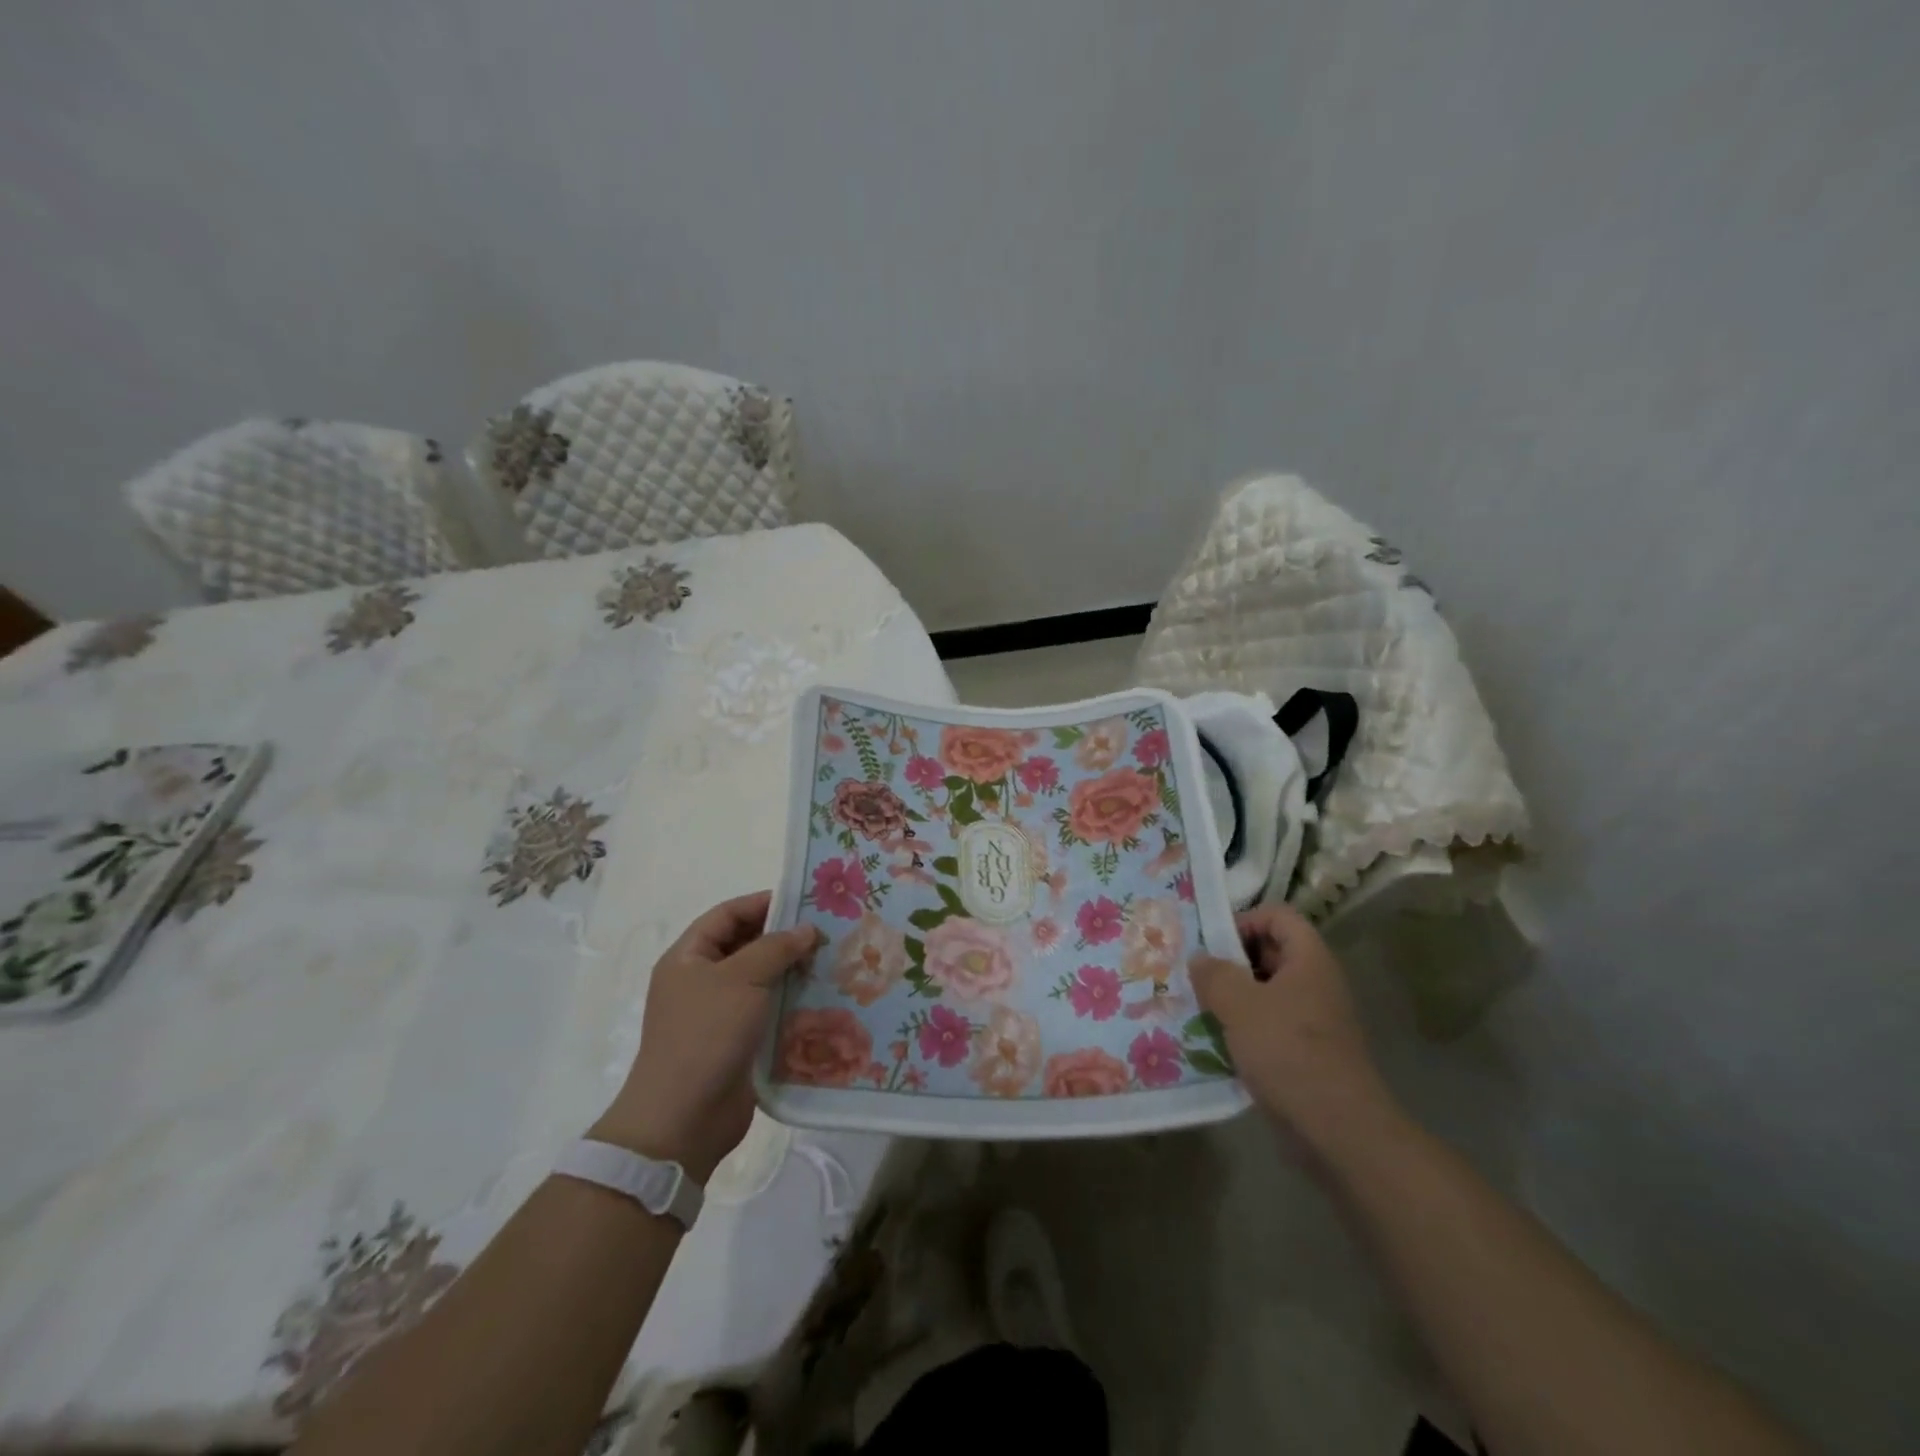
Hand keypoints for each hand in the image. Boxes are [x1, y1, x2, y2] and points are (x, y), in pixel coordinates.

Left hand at [592, 892, 820, 1185]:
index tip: (804, 900)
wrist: (683, 1118)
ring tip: (832, 960)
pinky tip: (822, 997)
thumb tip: (808, 929)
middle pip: (745, 945)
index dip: (762, 903)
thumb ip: (776, 948)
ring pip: (760, 979)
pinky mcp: (737, 1042)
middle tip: (826, 929)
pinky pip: (767, 1010)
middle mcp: (701, 981)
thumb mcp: (742, 979)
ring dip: (792, 970)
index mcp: (688, 957)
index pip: (727, 915)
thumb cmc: (706, 1034)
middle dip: (783, 937)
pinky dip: (791, 1002)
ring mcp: (718, 1013)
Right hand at [1189, 902, 1403, 1164]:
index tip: (1211, 943)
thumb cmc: (1288, 1052)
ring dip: (1233, 996)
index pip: (1277, 916)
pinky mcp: (1307, 1053)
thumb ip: (1214, 974)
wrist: (1339, 1130)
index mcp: (1309, 960)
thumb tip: (1200, 959)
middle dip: (1231, 960)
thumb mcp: (1239, 1005)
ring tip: (1198, 1006)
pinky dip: (1244, 1027)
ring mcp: (1314, 1020)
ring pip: (1267, 991)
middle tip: (1195, 974)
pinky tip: (1216, 1041)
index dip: (1244, 920)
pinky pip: (1270, 1025)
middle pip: (1271, 952)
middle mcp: (1316, 983)